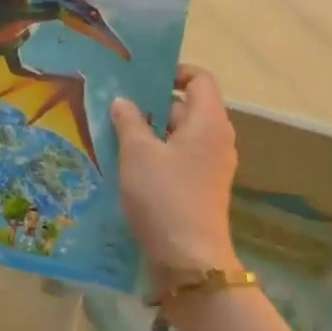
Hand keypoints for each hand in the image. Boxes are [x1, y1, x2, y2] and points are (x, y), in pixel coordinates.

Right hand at [111, 65, 240, 280]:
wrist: (188, 258)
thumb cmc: (164, 196)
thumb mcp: (138, 153)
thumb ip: (129, 121)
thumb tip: (123, 101)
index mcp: (208, 123)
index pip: (200, 80)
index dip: (174, 72)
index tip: (142, 76)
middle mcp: (216, 140)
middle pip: (188, 107)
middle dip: (153, 103)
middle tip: (117, 103)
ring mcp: (211, 166)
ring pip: (180, 135)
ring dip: (151, 131)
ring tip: (114, 132)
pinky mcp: (201, 188)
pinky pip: (179, 158)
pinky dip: (157, 154)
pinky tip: (126, 163)